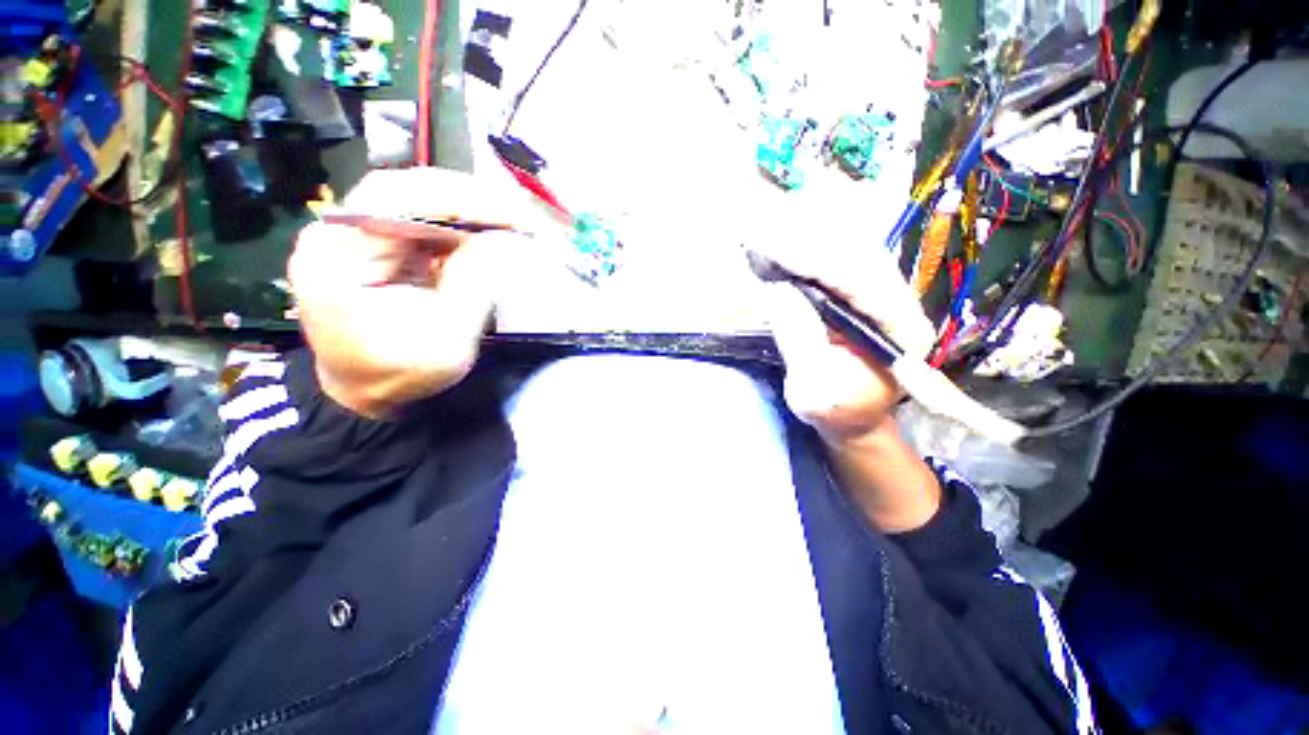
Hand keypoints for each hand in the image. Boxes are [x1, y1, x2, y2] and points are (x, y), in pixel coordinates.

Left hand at [288, 168, 521, 418]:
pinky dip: (462, 224)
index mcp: (337, 255)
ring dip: (470, 209)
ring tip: (513, 221)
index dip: (460, 199)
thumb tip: (503, 240)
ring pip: (419, 200)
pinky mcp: (381, 245)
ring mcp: (360, 235)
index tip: (514, 212)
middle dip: (470, 198)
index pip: (397, 199)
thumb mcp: (444, 342)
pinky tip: (489, 233)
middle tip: (520, 213)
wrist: (365, 392)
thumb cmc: (397, 375)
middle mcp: (340, 232)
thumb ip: (473, 287)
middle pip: (407, 190)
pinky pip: (425, 221)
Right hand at [757, 233, 935, 444]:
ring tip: (762, 222)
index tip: (767, 244)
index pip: (856, 278)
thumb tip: (777, 289)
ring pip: (849, 239)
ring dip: (804, 229)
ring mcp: (883, 286)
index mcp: (899, 329)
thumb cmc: (835, 409)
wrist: (854, 413)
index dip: (809, 258)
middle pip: (854, 247)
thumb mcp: (814, 388)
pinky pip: (839, 247)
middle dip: (802, 235)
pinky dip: (808, 236)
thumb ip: (800, 340)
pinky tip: (782, 228)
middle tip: (756, 226)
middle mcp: (899, 297)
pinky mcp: (863, 283)